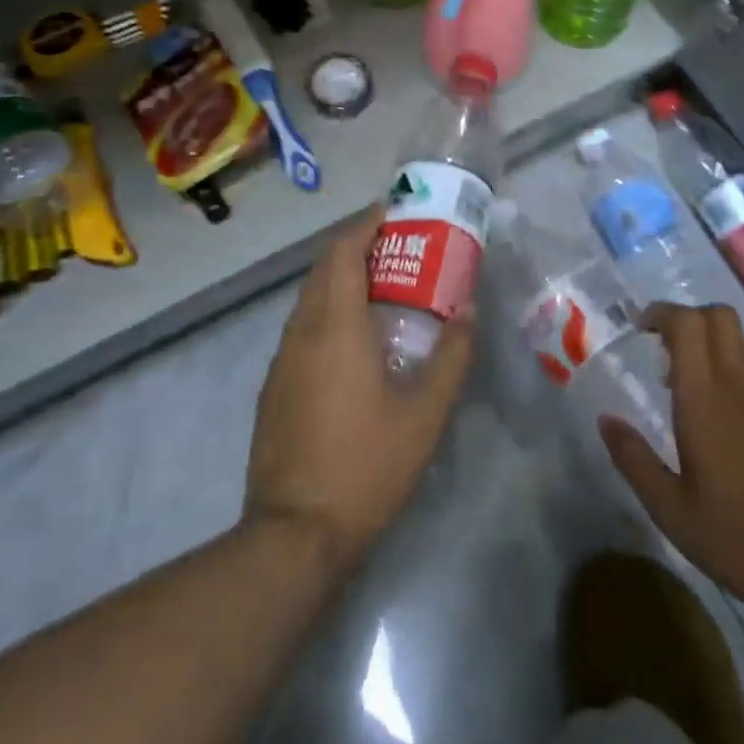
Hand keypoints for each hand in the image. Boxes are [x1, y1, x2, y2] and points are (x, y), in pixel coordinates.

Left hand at [245, 208, 474, 574]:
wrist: (295, 531)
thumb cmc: (366, 464)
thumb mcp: (424, 413)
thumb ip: (451, 356)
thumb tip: (469, 310)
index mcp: (335, 325)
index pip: (342, 251)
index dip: (366, 224)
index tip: (395, 212)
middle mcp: (302, 331)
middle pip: (324, 268)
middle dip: (357, 246)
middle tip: (399, 247)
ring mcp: (282, 359)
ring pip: (309, 298)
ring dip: (341, 279)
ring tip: (383, 286)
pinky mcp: (274, 385)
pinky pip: (302, 327)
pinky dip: (328, 310)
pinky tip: (355, 339)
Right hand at [600, 302, 743, 638]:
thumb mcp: (673, 512)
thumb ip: (635, 460)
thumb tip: (606, 420)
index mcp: (707, 400)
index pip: (689, 323)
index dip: (661, 313)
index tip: (638, 327)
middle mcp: (742, 389)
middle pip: (719, 318)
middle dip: (686, 318)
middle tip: (658, 347)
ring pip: (737, 348)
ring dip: (705, 350)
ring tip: (678, 392)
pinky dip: (726, 381)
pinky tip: (717, 432)